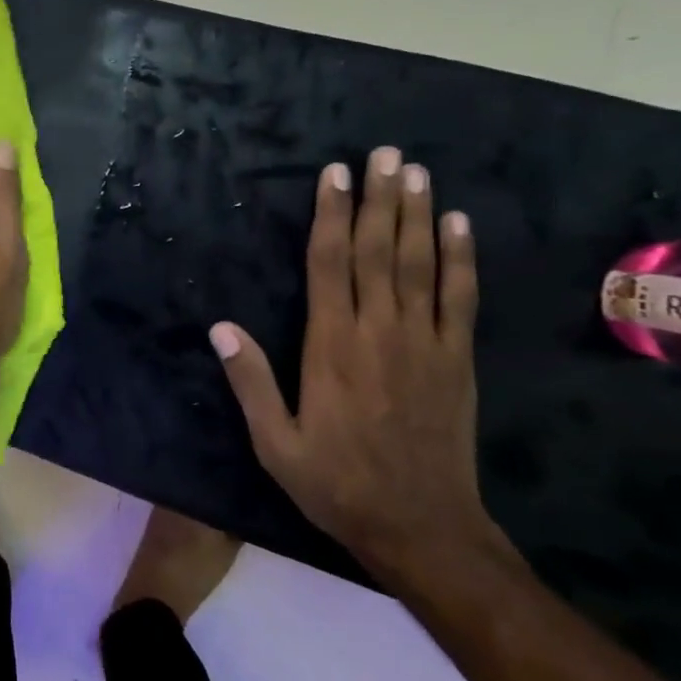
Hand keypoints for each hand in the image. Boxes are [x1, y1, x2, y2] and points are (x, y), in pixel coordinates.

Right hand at [209, 147, 499, 585]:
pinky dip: (461, 258)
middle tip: (384, 153)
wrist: (422, 528)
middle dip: (379, 199)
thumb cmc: (336, 483)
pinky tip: (459, 225)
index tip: (334, 175)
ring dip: (417, 215)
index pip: (329, 266)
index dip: (330, 216)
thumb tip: (220, 327)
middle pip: (377, 252)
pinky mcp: (457, 360)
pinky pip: (461, 298)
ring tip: (416, 172)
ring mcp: (425, 343)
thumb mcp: (274, 442)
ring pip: (419, 265)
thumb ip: (249, 382)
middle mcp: (379, 332)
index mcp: (331, 347)